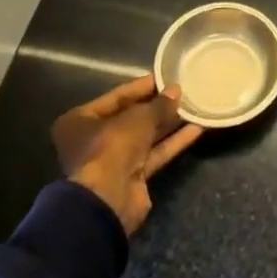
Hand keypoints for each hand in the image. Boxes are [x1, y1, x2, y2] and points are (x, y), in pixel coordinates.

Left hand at [52, 74, 202, 235]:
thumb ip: (159, 104)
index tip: (165, 77)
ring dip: (168, 123)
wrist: (108, 200)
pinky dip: (173, 142)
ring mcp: (113, 161)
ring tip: (192, 106)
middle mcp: (93, 141)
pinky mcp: (132, 178)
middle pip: (131, 118)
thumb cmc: (112, 146)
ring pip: (145, 137)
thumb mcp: (138, 118)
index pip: (116, 97)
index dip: (142, 87)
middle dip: (156, 106)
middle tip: (181, 91)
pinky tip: (196, 128)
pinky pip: (154, 154)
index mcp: (80, 121)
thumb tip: (176, 91)